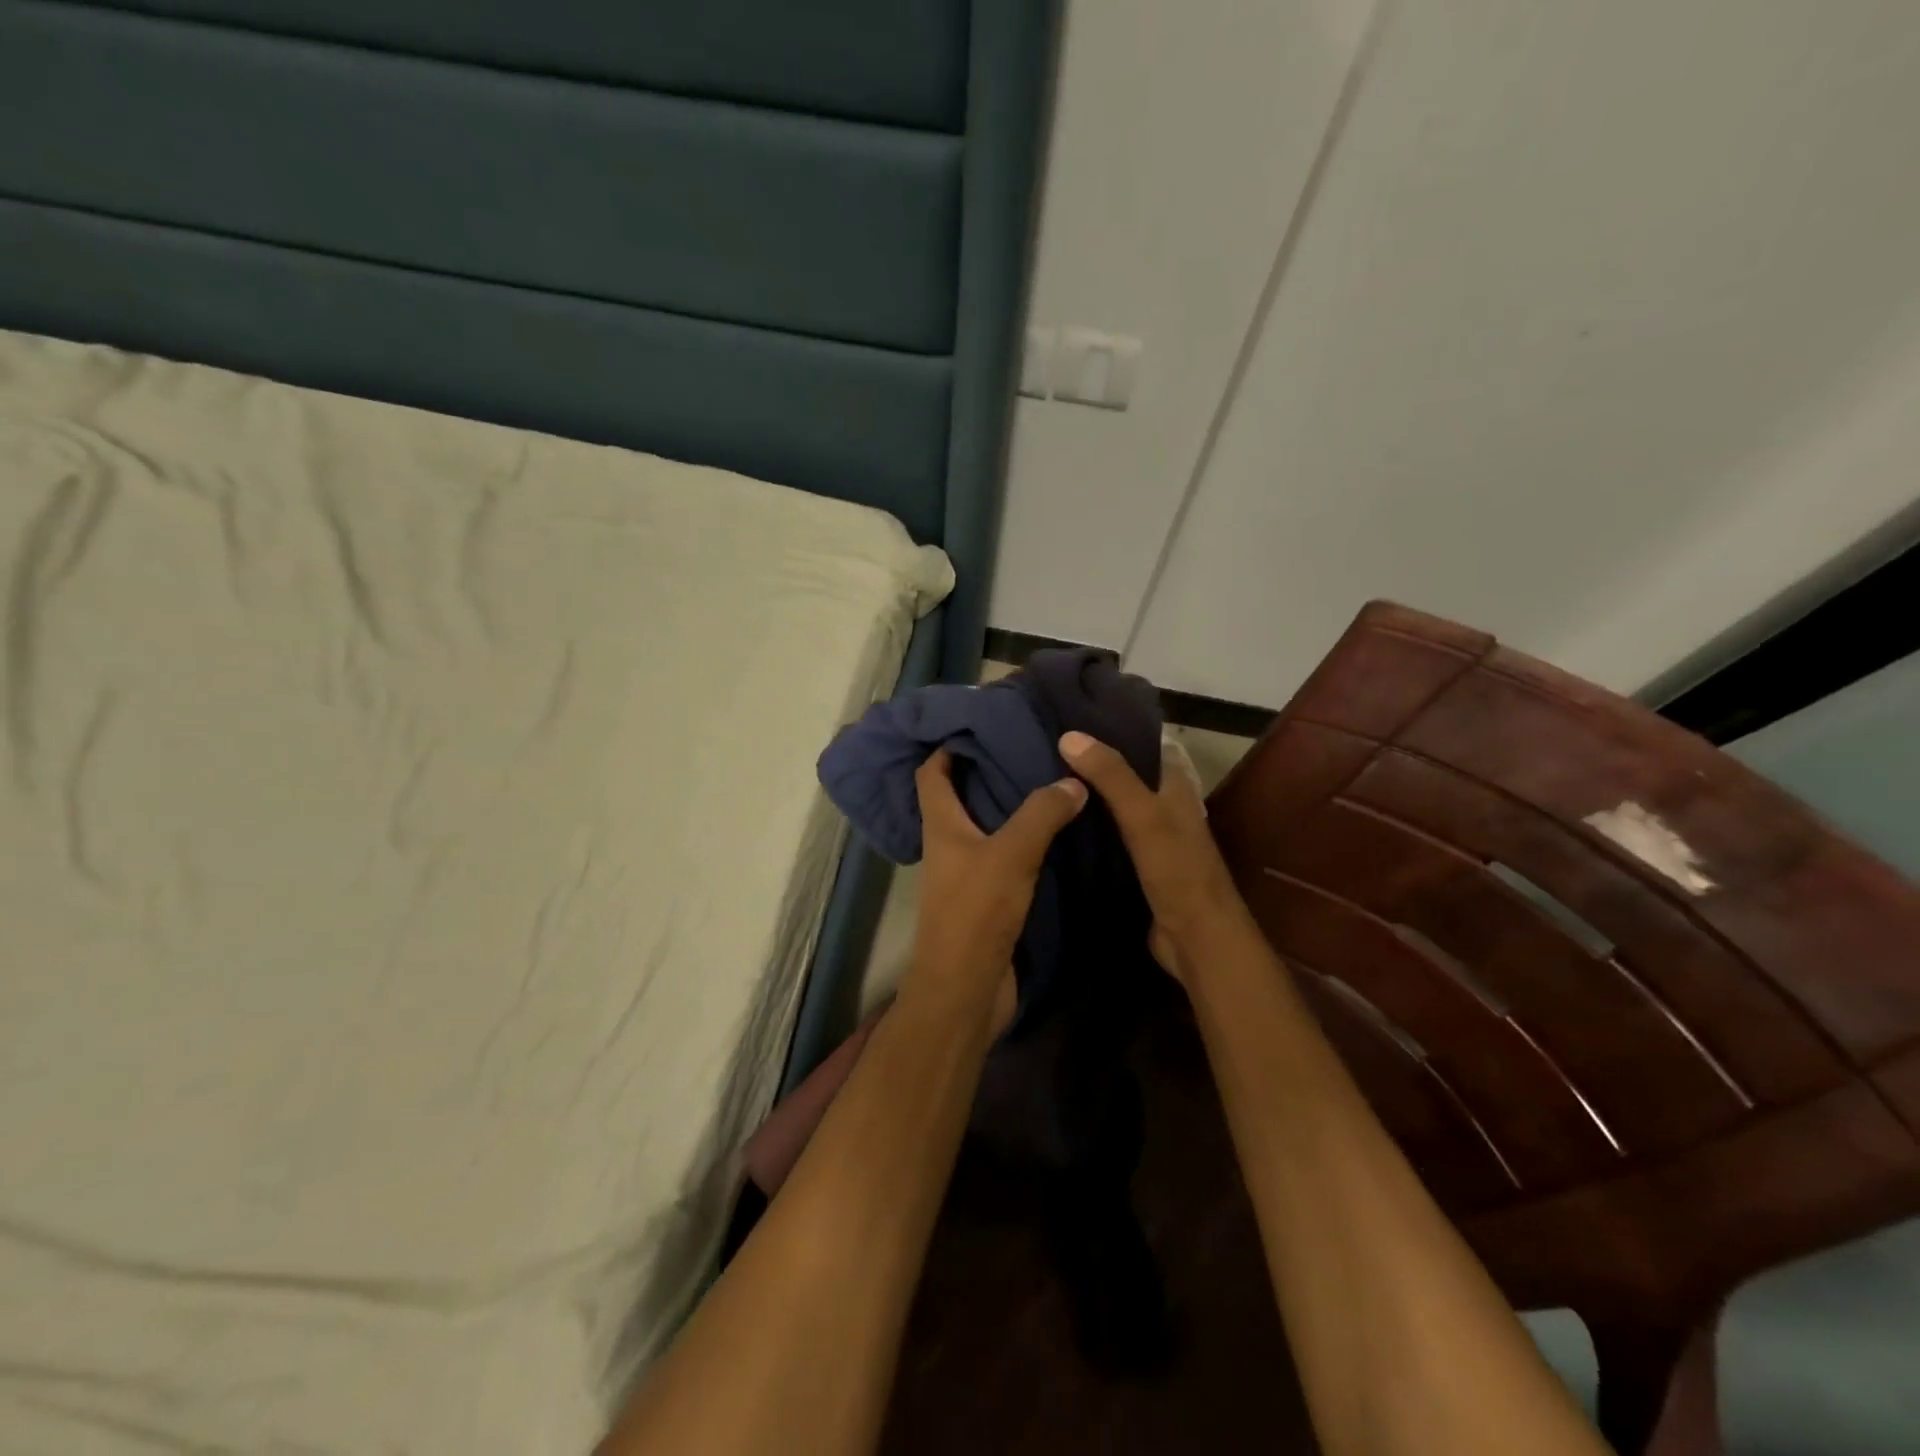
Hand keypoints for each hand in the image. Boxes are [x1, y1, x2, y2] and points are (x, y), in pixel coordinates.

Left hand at [904, 750, 1085, 1030]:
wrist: (967, 987)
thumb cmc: (976, 912)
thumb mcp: (1011, 854)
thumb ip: (1041, 814)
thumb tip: (1073, 780)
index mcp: (941, 825)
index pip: (930, 773)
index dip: (946, 746)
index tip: (979, 722)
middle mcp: (948, 843)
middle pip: (959, 794)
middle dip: (986, 769)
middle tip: (1027, 744)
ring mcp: (966, 871)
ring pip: (985, 825)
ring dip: (1009, 804)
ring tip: (1047, 778)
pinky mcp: (986, 896)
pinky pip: (1005, 854)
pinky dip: (1023, 838)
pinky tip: (1055, 829)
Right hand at [1058, 731, 1242, 984]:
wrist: (1196, 939)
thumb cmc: (1177, 871)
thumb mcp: (1143, 816)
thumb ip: (1111, 775)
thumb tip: (1069, 735)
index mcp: (1174, 786)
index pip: (1141, 744)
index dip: (1109, 730)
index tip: (1066, 720)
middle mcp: (1163, 806)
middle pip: (1122, 776)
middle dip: (1088, 765)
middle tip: (1041, 751)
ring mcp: (1149, 838)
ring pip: (1111, 808)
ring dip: (1084, 798)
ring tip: (1038, 782)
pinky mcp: (1135, 865)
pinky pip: (1105, 838)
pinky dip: (1084, 830)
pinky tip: (1053, 825)